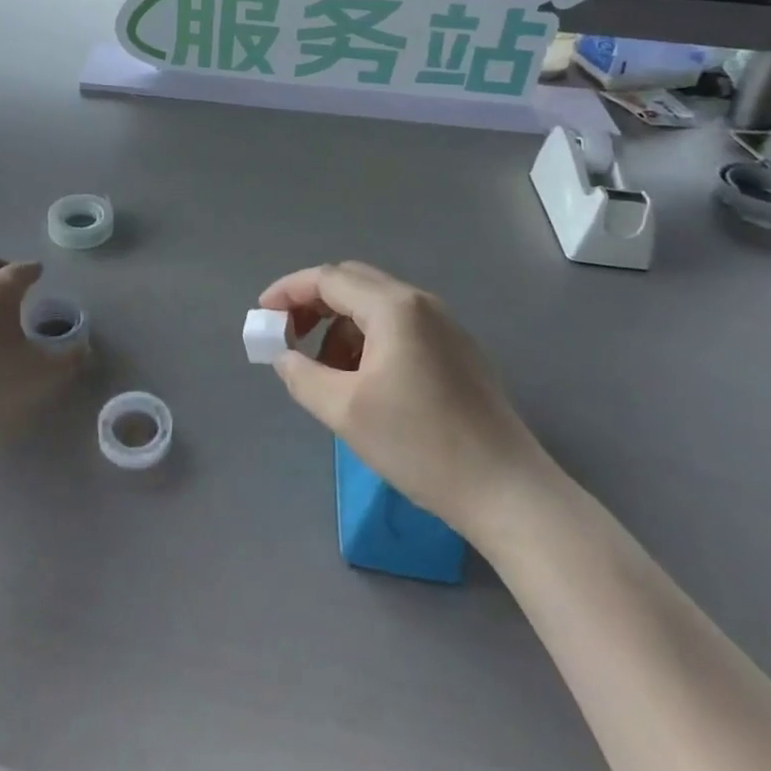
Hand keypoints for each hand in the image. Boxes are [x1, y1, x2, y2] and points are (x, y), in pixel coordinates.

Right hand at [260, 261, 553, 546]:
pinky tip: (365, 381)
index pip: (328, 278)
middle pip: (352, 283)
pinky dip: (370, 340)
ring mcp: (445, 324)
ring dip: (342, 326)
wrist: (508, 492)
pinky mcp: (459, 350)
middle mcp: (420, 302)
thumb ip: (302, 374)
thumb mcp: (345, 411)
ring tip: (326, 371)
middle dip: (314, 304)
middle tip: (288, 337)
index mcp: (394, 307)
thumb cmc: (420, 445)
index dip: (288, 292)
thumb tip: (284, 356)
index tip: (262, 316)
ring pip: (377, 306)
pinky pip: (401, 326)